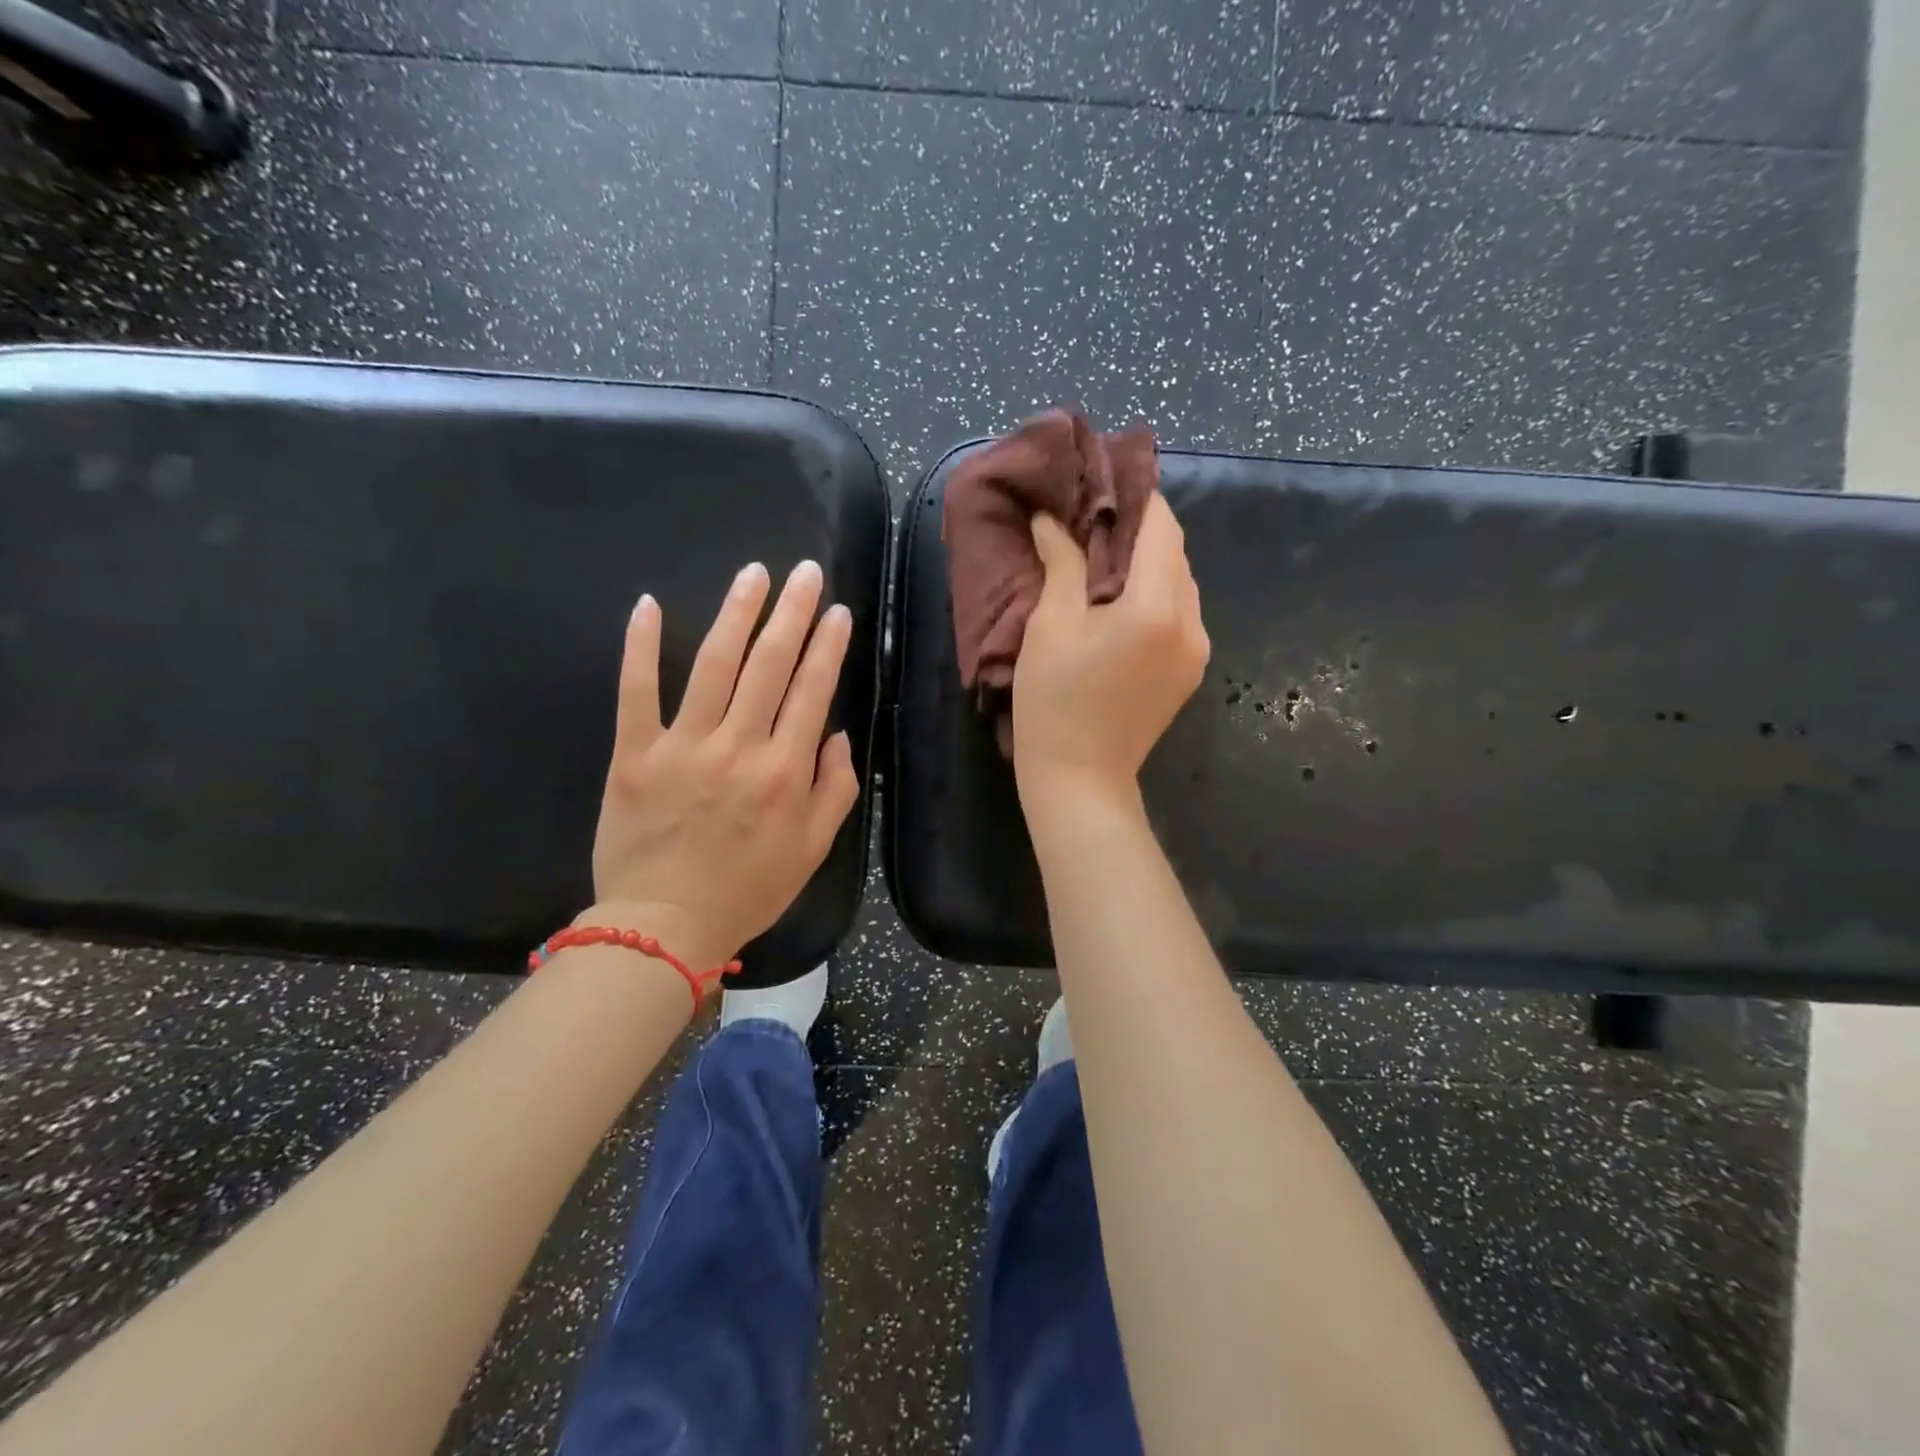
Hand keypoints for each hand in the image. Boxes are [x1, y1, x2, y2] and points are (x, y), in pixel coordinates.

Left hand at [584, 560, 860, 970]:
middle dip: (792, 613)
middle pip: (770, 665)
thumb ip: (834, 789)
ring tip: (754, 574)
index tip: (837, 611)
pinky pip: (637, 691)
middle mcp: (740, 747)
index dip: (828, 647)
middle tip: (804, 572)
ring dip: (736, 613)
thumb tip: (834, 735)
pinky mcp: (635, 754)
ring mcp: (684, 746)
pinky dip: (642, 647)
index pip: (812, 691)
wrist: (664, 927)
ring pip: (714, 665)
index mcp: (785, 771)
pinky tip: (649, 604)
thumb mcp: (812, 850)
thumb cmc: (747, 891)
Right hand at [1012, 494, 1209, 811]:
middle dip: (1139, 530)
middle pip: (1175, 554)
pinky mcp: (1190, 672)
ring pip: (1180, 584)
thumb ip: (1063, 563)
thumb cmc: (1054, 702)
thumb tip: (1055, 520)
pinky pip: (1179, 614)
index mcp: (1157, 607)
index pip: (1161, 527)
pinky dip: (1155, 596)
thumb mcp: (1051, 626)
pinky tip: (1120, 603)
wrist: (1079, 779)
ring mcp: (1197, 651)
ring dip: (1148, 564)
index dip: (1136, 497)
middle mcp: (1191, 623)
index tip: (1104, 481)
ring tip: (1103, 560)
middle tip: (1093, 520)